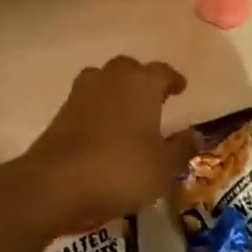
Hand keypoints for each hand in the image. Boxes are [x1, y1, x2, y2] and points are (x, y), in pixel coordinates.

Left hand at [16, 57, 195, 235]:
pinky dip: (97, 109)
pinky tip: (102, 130)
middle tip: (153, 99)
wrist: (56, 182)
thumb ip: (182, 148)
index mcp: (142, 83)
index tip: (180, 88)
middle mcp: (113, 77)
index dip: (173, 80)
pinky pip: (87, 101)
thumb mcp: (163, 167)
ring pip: (105, 80)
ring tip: (126, 111)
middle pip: (131, 69)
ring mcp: (83, 91)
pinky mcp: (62, 110)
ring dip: (116, 91)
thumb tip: (196, 134)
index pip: (163, 72)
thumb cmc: (120, 169)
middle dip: (143, 81)